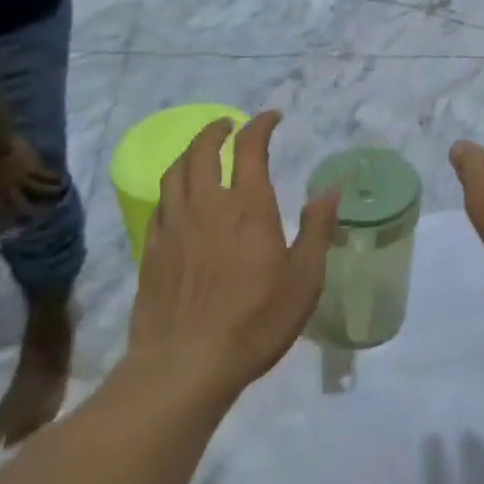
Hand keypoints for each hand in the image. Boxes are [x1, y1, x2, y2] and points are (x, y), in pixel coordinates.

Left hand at [0, 135, 64, 233]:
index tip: (4, 234)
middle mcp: (7, 190)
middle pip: (21, 207)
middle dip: (29, 215)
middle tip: (37, 220)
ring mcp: (22, 179)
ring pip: (39, 192)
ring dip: (48, 198)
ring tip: (56, 202)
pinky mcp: (33, 168)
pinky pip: (46, 176)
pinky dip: (54, 180)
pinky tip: (62, 182)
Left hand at [129, 112, 337, 399]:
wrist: (184, 366)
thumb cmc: (255, 321)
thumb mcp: (304, 279)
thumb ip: (317, 230)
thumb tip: (330, 191)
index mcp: (248, 207)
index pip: (250, 148)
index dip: (260, 125)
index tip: (271, 118)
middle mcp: (207, 205)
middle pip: (203, 150)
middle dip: (217, 130)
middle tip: (229, 124)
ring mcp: (174, 226)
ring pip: (176, 172)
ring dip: (190, 152)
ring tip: (202, 151)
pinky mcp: (152, 250)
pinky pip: (160, 203)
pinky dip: (173, 186)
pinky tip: (180, 197)